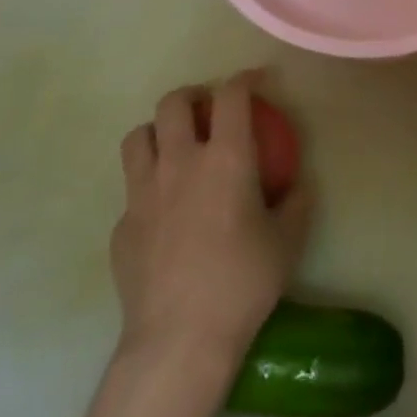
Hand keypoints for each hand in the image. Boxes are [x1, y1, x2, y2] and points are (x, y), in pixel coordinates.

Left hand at [111, 73, 312, 379]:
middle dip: (194, 95)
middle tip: (211, 109)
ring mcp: (142, 193)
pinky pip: (133, 187)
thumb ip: (295, 200)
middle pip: (173, 104)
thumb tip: (294, 184)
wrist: (180, 337)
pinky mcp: (121, 225)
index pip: (231, 97)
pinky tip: (167, 210)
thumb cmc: (244, 281)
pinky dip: (151, 183)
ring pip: (139, 137)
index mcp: (226, 159)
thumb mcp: (289, 238)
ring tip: (179, 146)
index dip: (245, 79)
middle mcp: (179, 163)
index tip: (257, 80)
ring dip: (161, 131)